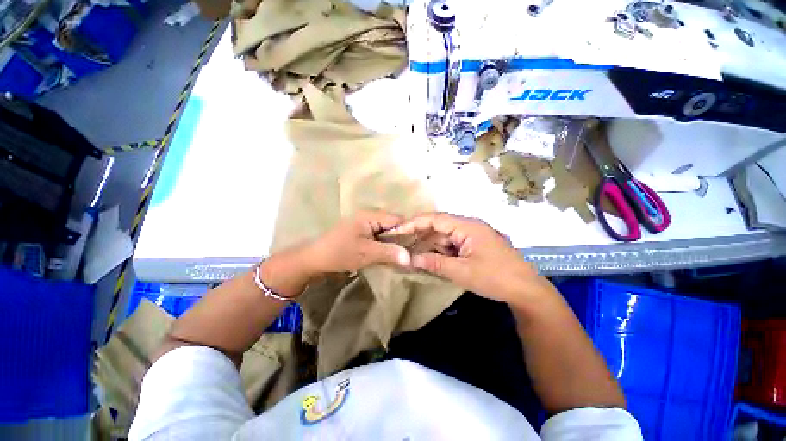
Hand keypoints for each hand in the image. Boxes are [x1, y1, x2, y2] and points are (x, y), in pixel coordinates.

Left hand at [306, 210, 410, 273]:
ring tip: (400, 256)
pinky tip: (388, 255)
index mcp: (370, 216)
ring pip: (387, 232)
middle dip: (400, 239)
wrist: (315, 259)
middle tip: (409, 254)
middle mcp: (369, 216)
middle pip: (393, 225)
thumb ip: (389, 253)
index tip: (415, 247)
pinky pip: (379, 237)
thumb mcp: (366, 253)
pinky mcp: (362, 233)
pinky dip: (385, 245)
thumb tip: (410, 258)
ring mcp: (365, 225)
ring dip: (392, 244)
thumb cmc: (339, 253)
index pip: (397, 219)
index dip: (408, 232)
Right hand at [387, 213, 546, 305]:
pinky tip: (432, 260)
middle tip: (402, 245)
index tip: (397, 230)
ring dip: (431, 246)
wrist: (526, 290)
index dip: (414, 223)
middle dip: (421, 236)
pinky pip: (452, 244)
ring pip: (444, 236)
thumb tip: (411, 259)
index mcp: (467, 226)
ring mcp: (472, 235)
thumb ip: (435, 263)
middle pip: (439, 226)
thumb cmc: (495, 278)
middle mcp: (469, 226)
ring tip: (414, 255)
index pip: (435, 218)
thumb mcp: (462, 272)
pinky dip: (441, 251)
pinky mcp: (474, 245)